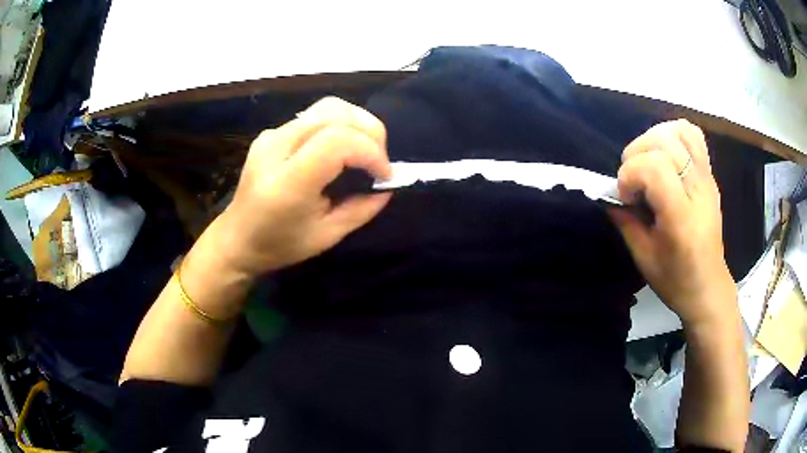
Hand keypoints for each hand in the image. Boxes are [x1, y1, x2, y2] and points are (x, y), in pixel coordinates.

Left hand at [212, 97, 392, 277]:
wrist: (236, 239)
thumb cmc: (279, 245)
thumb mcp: (327, 236)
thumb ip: (361, 209)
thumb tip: (387, 187)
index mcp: (287, 183)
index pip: (337, 141)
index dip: (370, 151)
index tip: (384, 175)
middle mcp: (276, 148)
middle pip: (335, 113)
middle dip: (370, 132)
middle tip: (379, 162)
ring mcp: (271, 135)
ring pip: (327, 107)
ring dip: (357, 123)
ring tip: (365, 151)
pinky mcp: (271, 132)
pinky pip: (314, 116)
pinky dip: (340, 126)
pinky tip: (341, 150)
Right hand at [609, 120, 735, 327]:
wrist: (708, 286)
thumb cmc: (676, 280)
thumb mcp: (643, 257)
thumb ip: (626, 221)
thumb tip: (610, 196)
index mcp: (681, 217)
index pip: (655, 168)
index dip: (630, 174)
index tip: (625, 198)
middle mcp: (698, 190)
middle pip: (665, 142)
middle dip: (638, 154)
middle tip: (633, 180)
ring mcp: (706, 178)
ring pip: (680, 131)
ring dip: (654, 139)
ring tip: (647, 162)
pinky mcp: (709, 174)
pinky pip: (693, 135)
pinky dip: (674, 134)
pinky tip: (664, 153)